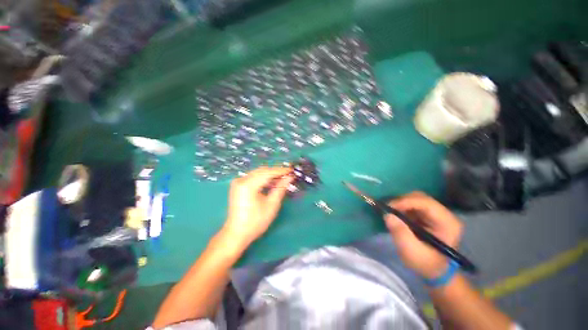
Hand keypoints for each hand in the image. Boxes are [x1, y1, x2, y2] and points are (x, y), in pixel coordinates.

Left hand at [223, 166, 293, 245]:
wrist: (237, 233)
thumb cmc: (255, 222)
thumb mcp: (271, 205)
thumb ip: (280, 188)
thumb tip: (289, 177)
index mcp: (248, 185)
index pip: (267, 172)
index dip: (281, 171)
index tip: (291, 170)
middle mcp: (241, 180)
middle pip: (262, 171)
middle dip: (276, 172)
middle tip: (288, 175)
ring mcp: (238, 182)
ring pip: (258, 173)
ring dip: (270, 175)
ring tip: (282, 179)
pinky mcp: (238, 186)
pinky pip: (253, 177)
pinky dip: (263, 179)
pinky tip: (271, 183)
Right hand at [384, 192, 462, 279]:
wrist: (434, 271)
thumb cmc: (425, 264)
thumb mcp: (411, 252)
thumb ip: (400, 234)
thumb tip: (388, 215)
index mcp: (447, 223)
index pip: (426, 203)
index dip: (406, 202)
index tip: (389, 207)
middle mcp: (443, 214)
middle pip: (420, 198)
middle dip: (402, 201)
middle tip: (388, 209)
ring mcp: (436, 213)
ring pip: (415, 199)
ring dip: (401, 204)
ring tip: (391, 212)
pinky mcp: (427, 215)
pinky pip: (412, 204)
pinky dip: (402, 207)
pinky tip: (396, 214)